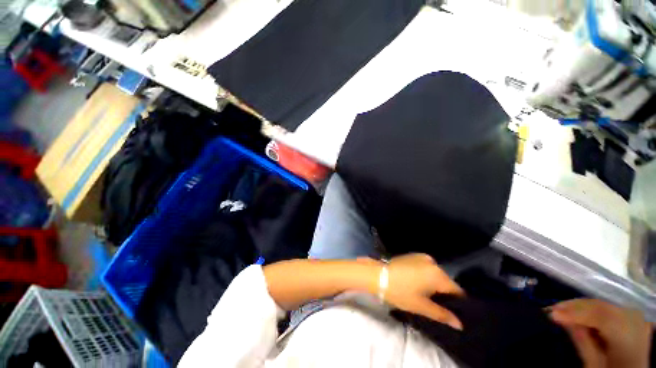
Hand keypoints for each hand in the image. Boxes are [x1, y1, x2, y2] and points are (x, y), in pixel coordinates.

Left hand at [384, 254, 463, 329]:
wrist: (379, 275)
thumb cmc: (401, 292)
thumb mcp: (422, 307)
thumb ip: (443, 315)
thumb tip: (460, 324)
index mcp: (438, 275)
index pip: (457, 291)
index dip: (457, 303)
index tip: (451, 311)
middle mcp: (433, 262)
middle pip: (446, 281)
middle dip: (444, 293)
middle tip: (436, 304)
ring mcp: (422, 257)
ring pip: (435, 274)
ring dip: (434, 283)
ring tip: (425, 294)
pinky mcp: (413, 255)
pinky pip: (426, 267)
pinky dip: (426, 275)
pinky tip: (417, 283)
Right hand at [550, 299, 652, 367]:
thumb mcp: (595, 365)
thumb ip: (582, 342)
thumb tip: (559, 317)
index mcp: (630, 338)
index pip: (603, 317)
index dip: (576, 313)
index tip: (551, 312)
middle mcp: (636, 322)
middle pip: (603, 307)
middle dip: (576, 306)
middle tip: (552, 308)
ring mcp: (636, 317)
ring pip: (605, 304)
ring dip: (581, 306)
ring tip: (561, 309)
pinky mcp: (631, 315)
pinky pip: (608, 307)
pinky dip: (591, 309)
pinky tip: (578, 313)